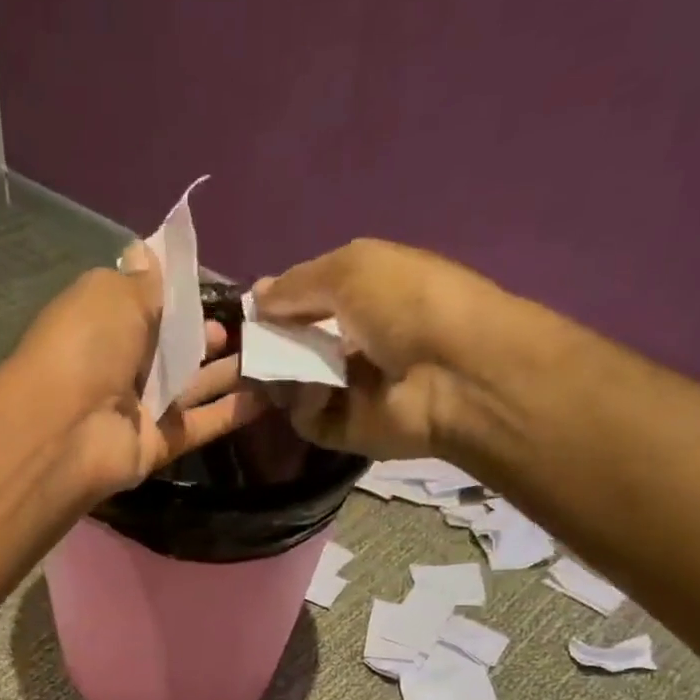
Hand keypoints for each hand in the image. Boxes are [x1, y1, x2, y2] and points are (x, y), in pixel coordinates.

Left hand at [17, 245, 266, 496]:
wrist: (68, 430)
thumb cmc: (87, 346)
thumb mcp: (114, 294)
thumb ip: (144, 282)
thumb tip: (147, 248)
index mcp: (105, 322)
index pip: (148, 304)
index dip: (181, 294)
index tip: (219, 285)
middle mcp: (122, 364)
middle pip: (173, 347)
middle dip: (208, 335)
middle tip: (253, 324)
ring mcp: (141, 407)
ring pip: (191, 386)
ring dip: (227, 372)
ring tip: (272, 352)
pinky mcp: (158, 444)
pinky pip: (200, 424)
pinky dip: (232, 413)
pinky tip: (269, 397)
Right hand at [252, 239, 516, 459]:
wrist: (454, 373)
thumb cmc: (408, 304)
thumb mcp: (352, 269)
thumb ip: (298, 283)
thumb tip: (256, 296)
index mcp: (364, 297)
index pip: (308, 303)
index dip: (278, 306)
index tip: (250, 313)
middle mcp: (355, 343)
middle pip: (295, 348)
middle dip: (268, 347)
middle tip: (245, 349)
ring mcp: (351, 390)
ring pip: (295, 385)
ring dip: (280, 376)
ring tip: (275, 369)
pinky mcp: (348, 430)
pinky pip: (308, 419)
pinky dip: (305, 405)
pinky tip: (317, 392)